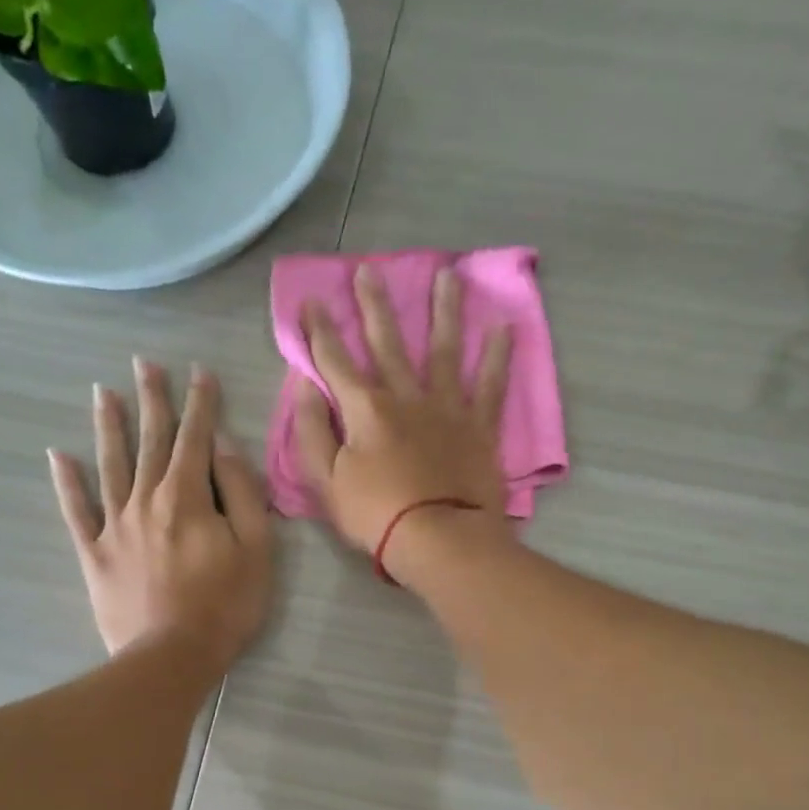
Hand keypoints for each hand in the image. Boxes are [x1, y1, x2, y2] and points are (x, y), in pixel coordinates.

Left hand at [49, 360, 272, 668]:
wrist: (170, 657)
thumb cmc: (225, 605)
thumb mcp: (255, 548)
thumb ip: (242, 493)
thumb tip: (224, 448)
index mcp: (188, 496)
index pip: (196, 438)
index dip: (200, 403)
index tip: (199, 372)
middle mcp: (146, 499)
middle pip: (150, 441)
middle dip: (151, 400)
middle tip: (143, 363)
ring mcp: (115, 525)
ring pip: (110, 465)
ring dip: (108, 426)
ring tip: (102, 393)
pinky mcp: (95, 553)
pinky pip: (76, 511)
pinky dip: (66, 483)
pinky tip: (58, 456)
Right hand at [294, 264, 511, 569]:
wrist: (439, 539)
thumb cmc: (376, 515)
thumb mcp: (326, 481)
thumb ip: (312, 431)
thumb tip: (305, 385)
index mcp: (365, 409)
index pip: (334, 361)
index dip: (318, 331)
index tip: (310, 301)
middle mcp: (406, 396)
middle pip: (387, 342)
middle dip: (373, 306)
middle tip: (369, 270)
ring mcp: (447, 408)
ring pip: (443, 350)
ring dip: (443, 311)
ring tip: (448, 275)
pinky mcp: (479, 427)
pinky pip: (490, 386)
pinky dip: (497, 357)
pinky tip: (504, 327)